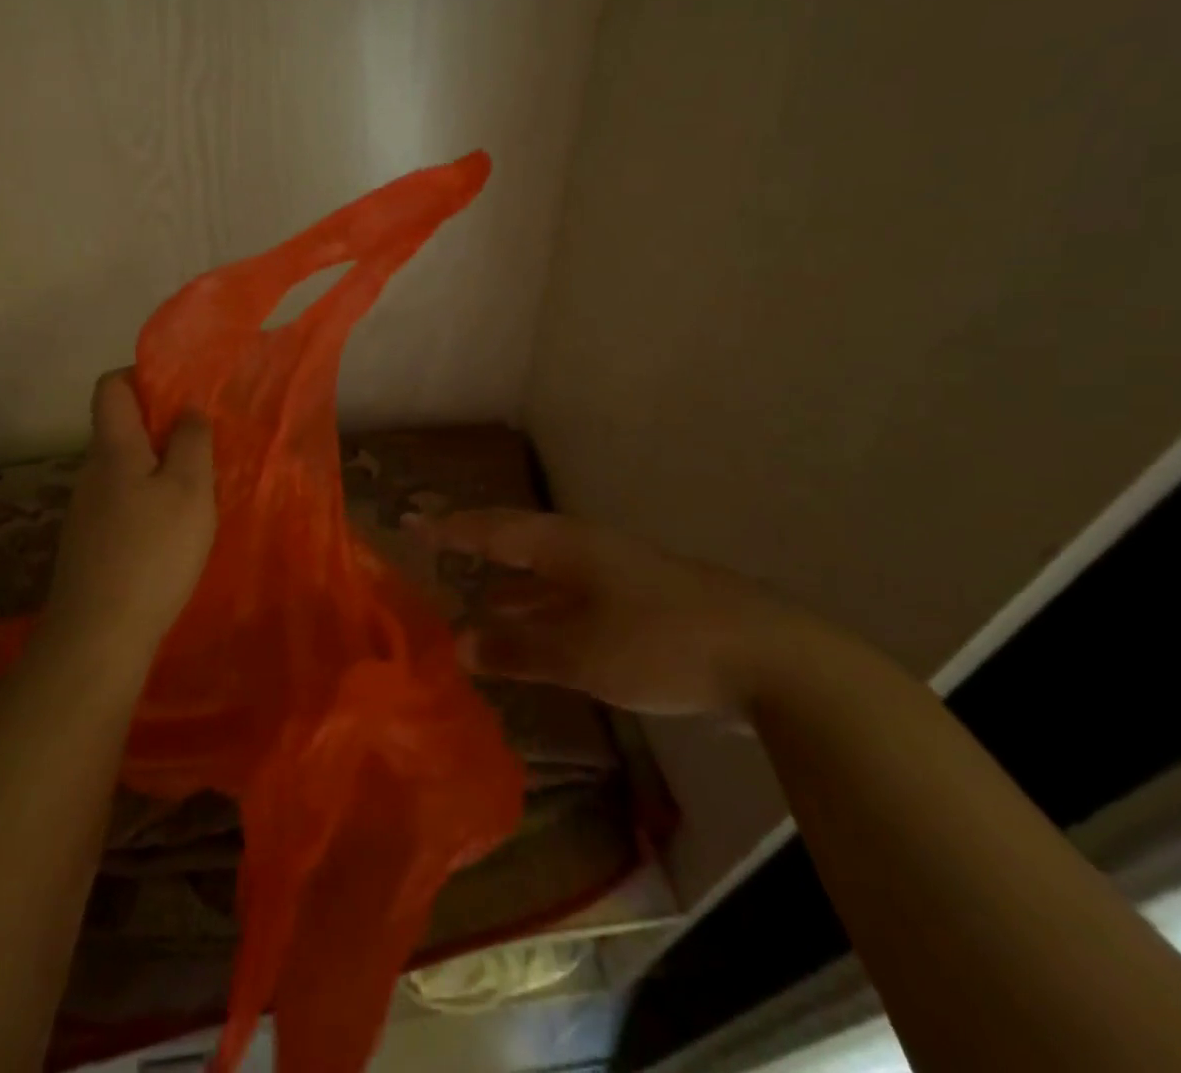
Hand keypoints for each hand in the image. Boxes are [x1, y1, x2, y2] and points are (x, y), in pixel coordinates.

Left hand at [43, 371, 216, 660]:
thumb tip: (187, 410)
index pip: (111, 386)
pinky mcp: (91, 542)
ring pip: (125, 468)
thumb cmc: (152, 551)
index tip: (181, 391)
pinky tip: (174, 530)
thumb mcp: (189, 489)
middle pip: (120, 428)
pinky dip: (149, 501)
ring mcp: (87, 510)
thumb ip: (191, 441)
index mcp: (113, 448)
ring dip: (159, 467)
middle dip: (161, 426)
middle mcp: (92, 471)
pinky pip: (123, 501)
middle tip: (204, 444)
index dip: (142, 375)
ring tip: (198, 488)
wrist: (99, 635)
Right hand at [404, 509, 814, 716]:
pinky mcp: (642, 605)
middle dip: (479, 549)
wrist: (770, 658)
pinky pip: (574, 599)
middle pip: (520, 543)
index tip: (410, 522)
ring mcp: (618, 576)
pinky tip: (539, 637)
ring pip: (549, 575)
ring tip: (477, 600)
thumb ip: (518, 647)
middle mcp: (588, 550)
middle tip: (440, 554)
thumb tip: (459, 641)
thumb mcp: (580, 652)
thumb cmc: (661, 643)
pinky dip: (546, 613)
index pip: (493, 528)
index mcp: (568, 545)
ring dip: (513, 588)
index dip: (450, 527)